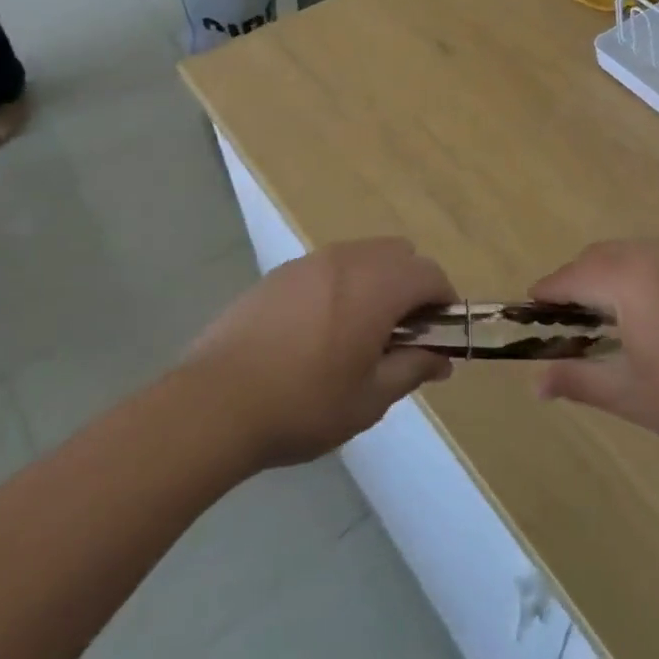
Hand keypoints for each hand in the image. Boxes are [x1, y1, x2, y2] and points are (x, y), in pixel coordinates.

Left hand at [186, 239, 455, 468]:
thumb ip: (412, 369)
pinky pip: (328, 266)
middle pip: (399, 254)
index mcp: (376, 286)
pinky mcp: (279, 274)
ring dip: (377, 282)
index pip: (429, 273)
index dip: (444, 301)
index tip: (438, 335)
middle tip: (400, 334)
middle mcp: (347, 260)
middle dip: (411, 286)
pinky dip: (342, 285)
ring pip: (363, 255)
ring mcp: (309, 262)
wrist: (214, 404)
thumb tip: (442, 359)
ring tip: (358, 333)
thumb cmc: (303, 405)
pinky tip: (317, 331)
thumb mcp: (369, 399)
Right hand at [529, 239, 658, 475]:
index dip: (546, 294)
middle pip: (599, 257)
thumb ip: (577, 380)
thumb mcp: (631, 394)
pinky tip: (651, 314)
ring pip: (630, 254)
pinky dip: (640, 275)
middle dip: (576, 283)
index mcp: (630, 277)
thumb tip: (534, 382)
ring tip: (607, 320)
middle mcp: (656, 253)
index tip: (529, 313)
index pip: (572, 276)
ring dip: (609, 277)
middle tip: (567, 324)